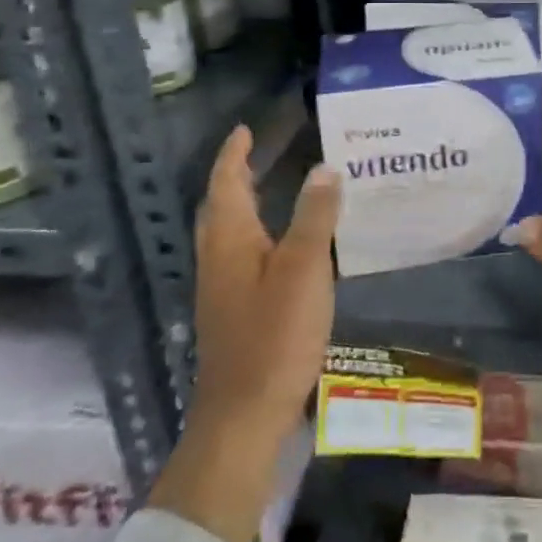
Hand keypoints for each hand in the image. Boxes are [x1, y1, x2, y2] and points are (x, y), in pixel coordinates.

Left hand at [149, 125, 339, 541]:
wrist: (244, 413)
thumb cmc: (275, 335)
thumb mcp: (305, 268)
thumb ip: (315, 216)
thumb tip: (324, 167)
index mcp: (229, 239)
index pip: (227, 182)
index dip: (234, 154)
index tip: (245, 129)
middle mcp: (217, 257)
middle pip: (220, 205)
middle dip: (235, 175)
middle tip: (259, 152)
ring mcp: (221, 287)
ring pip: (227, 230)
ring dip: (243, 202)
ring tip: (270, 186)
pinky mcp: (232, 310)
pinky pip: (238, 252)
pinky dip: (253, 231)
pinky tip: (279, 243)